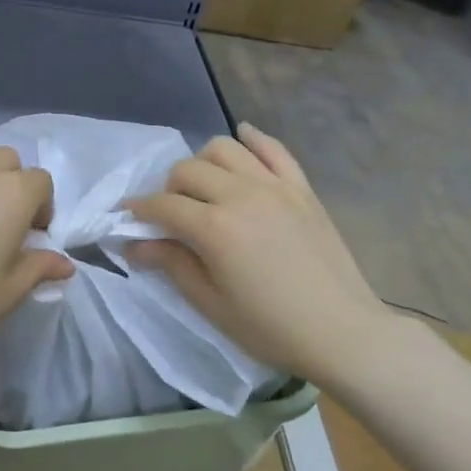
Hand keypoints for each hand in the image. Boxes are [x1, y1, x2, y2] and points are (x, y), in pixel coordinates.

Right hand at [127, 124, 394, 386]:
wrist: (343, 333)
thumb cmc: (270, 327)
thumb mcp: (211, 303)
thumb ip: (171, 264)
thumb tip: (133, 244)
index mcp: (214, 228)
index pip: (162, 205)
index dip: (139, 210)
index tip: (127, 217)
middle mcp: (240, 195)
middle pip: (188, 170)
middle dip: (168, 189)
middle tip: (170, 214)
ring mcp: (274, 186)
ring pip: (224, 148)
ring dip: (204, 162)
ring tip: (204, 186)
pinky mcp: (301, 188)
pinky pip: (273, 148)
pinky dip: (253, 139)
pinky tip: (243, 138)